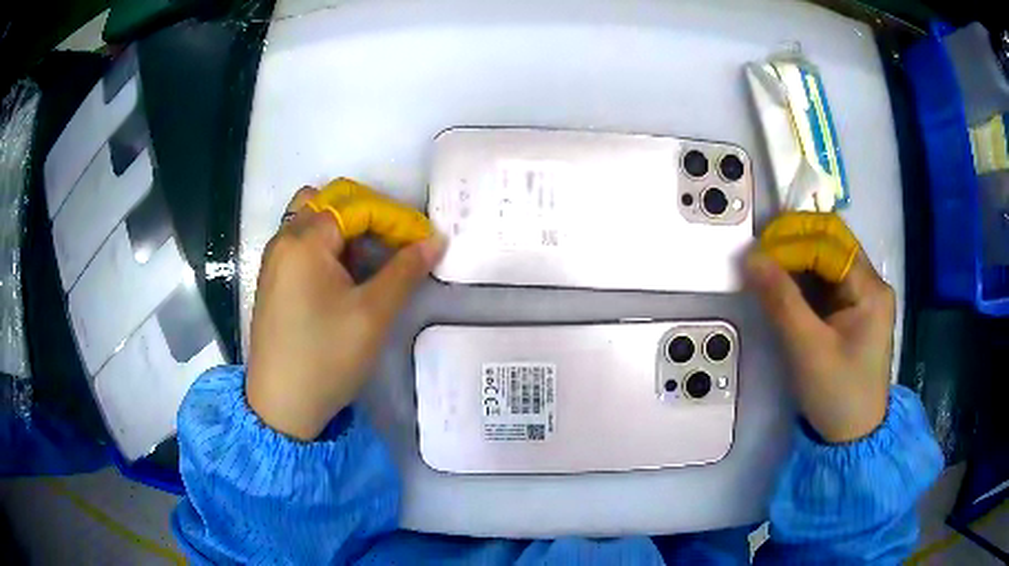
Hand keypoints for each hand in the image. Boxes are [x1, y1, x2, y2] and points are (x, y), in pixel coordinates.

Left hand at [246, 187, 445, 440]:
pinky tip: (345, 276)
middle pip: (329, 202)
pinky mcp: (272, 280)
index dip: (394, 218)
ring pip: (313, 220)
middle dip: (369, 216)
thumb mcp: (373, 314)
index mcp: (304, 241)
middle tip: (395, 245)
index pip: (357, 206)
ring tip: (370, 259)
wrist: (282, 406)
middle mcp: (283, 240)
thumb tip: (435, 241)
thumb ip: (405, 271)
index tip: (422, 242)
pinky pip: (302, 244)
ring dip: (346, 229)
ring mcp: (274, 260)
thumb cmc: (326, 357)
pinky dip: (328, 246)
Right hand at [746, 217, 893, 443]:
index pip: (829, 243)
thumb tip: (750, 258)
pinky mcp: (853, 308)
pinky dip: (803, 274)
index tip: (757, 254)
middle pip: (833, 240)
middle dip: (795, 238)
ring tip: (766, 263)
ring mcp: (863, 295)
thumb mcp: (808, 350)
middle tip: (761, 251)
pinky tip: (784, 281)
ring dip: (797, 254)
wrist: (853, 437)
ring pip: (828, 256)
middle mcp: (871, 283)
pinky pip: (826, 278)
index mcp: (870, 289)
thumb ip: (781, 301)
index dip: (792, 242)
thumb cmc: (837, 395)